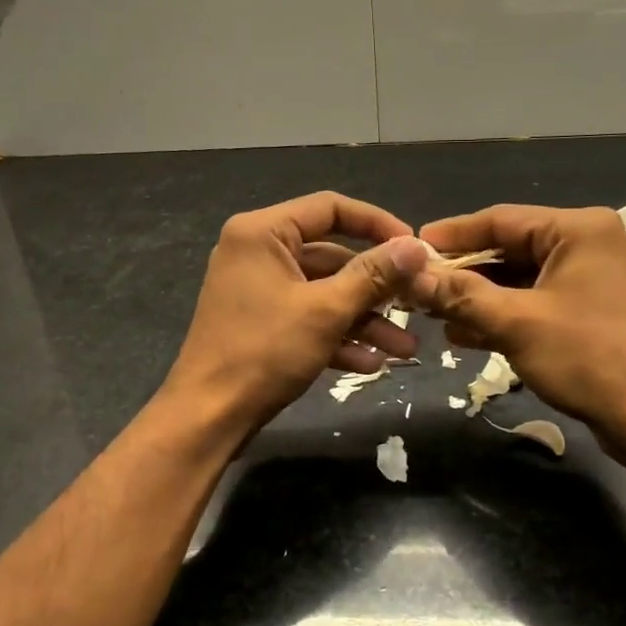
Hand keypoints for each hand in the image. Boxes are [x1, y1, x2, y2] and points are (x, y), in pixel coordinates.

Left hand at [162, 192, 431, 435]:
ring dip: (365, 320)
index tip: (414, 247)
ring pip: (324, 293)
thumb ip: (373, 276)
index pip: (330, 208)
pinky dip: (338, 337)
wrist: (209, 417)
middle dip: (376, 287)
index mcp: (263, 233)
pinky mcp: (262, 323)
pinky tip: (372, 364)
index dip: (377, 224)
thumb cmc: (264, 352)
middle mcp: (258, 252)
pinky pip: (308, 318)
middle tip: (416, 302)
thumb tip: (417, 247)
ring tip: (405, 348)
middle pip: (332, 256)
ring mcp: (258, 290)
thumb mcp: (326, 311)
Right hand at [410, 204, 625, 433]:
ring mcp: (586, 279)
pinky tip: (462, 333)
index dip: (452, 235)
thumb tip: (413, 276)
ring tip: (431, 313)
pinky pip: (532, 302)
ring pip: (517, 279)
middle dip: (462, 272)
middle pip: (507, 249)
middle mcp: (584, 244)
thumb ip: (461, 295)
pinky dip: (500, 315)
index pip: (500, 220)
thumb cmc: (587, 357)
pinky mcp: (584, 311)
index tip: (411, 247)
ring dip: (476, 297)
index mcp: (577, 230)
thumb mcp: (516, 322)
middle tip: (416, 285)